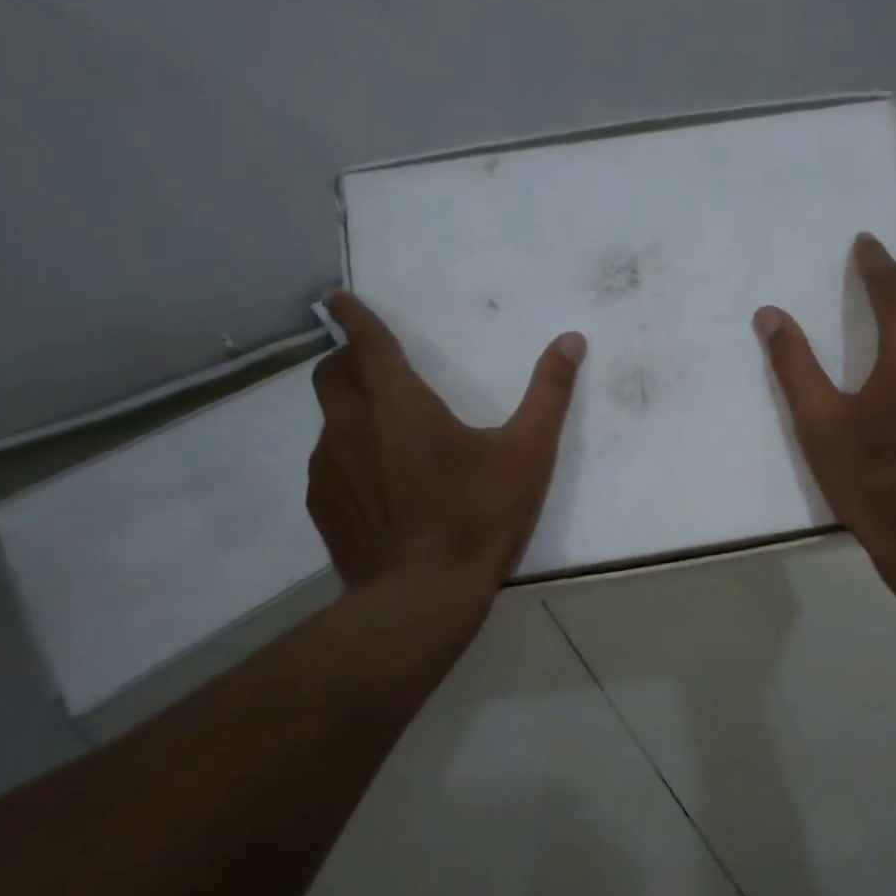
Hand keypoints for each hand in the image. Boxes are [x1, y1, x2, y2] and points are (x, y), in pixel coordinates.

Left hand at [306, 292, 585, 592]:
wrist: (422, 596)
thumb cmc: (478, 516)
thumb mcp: (527, 454)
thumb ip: (549, 393)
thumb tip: (572, 340)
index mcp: (398, 403)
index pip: (367, 342)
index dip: (354, 316)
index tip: (338, 299)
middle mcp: (351, 425)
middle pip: (332, 374)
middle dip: (348, 361)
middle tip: (375, 370)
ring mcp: (329, 467)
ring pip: (330, 421)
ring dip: (351, 413)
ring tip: (386, 437)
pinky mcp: (323, 505)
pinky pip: (328, 464)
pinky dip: (347, 458)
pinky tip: (378, 489)